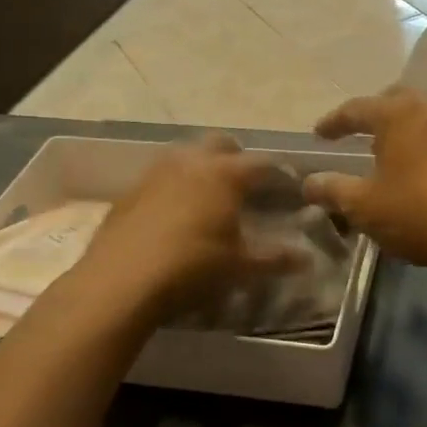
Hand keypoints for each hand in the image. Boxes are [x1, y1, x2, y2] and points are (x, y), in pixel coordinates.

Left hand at [76, 135, 304, 315]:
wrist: (120, 282)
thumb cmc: (192, 267)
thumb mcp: (240, 267)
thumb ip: (275, 259)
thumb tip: (306, 259)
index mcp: (225, 173)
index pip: (263, 163)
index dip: (279, 174)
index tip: (289, 187)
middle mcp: (192, 161)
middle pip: (222, 144)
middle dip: (238, 159)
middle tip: (247, 186)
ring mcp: (156, 171)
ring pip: (187, 155)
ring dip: (203, 167)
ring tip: (210, 196)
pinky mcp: (130, 190)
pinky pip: (161, 176)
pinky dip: (175, 185)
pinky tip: (174, 213)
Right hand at [304, 87, 426, 278]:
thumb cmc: (420, 212)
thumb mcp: (365, 206)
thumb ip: (333, 190)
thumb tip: (309, 182)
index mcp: (397, 114)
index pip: (356, 108)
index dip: (333, 122)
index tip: (318, 135)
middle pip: (395, 101)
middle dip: (372, 114)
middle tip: (355, 133)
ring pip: (422, 118)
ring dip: (400, 129)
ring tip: (385, 153)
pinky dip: (421, 146)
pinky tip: (417, 172)